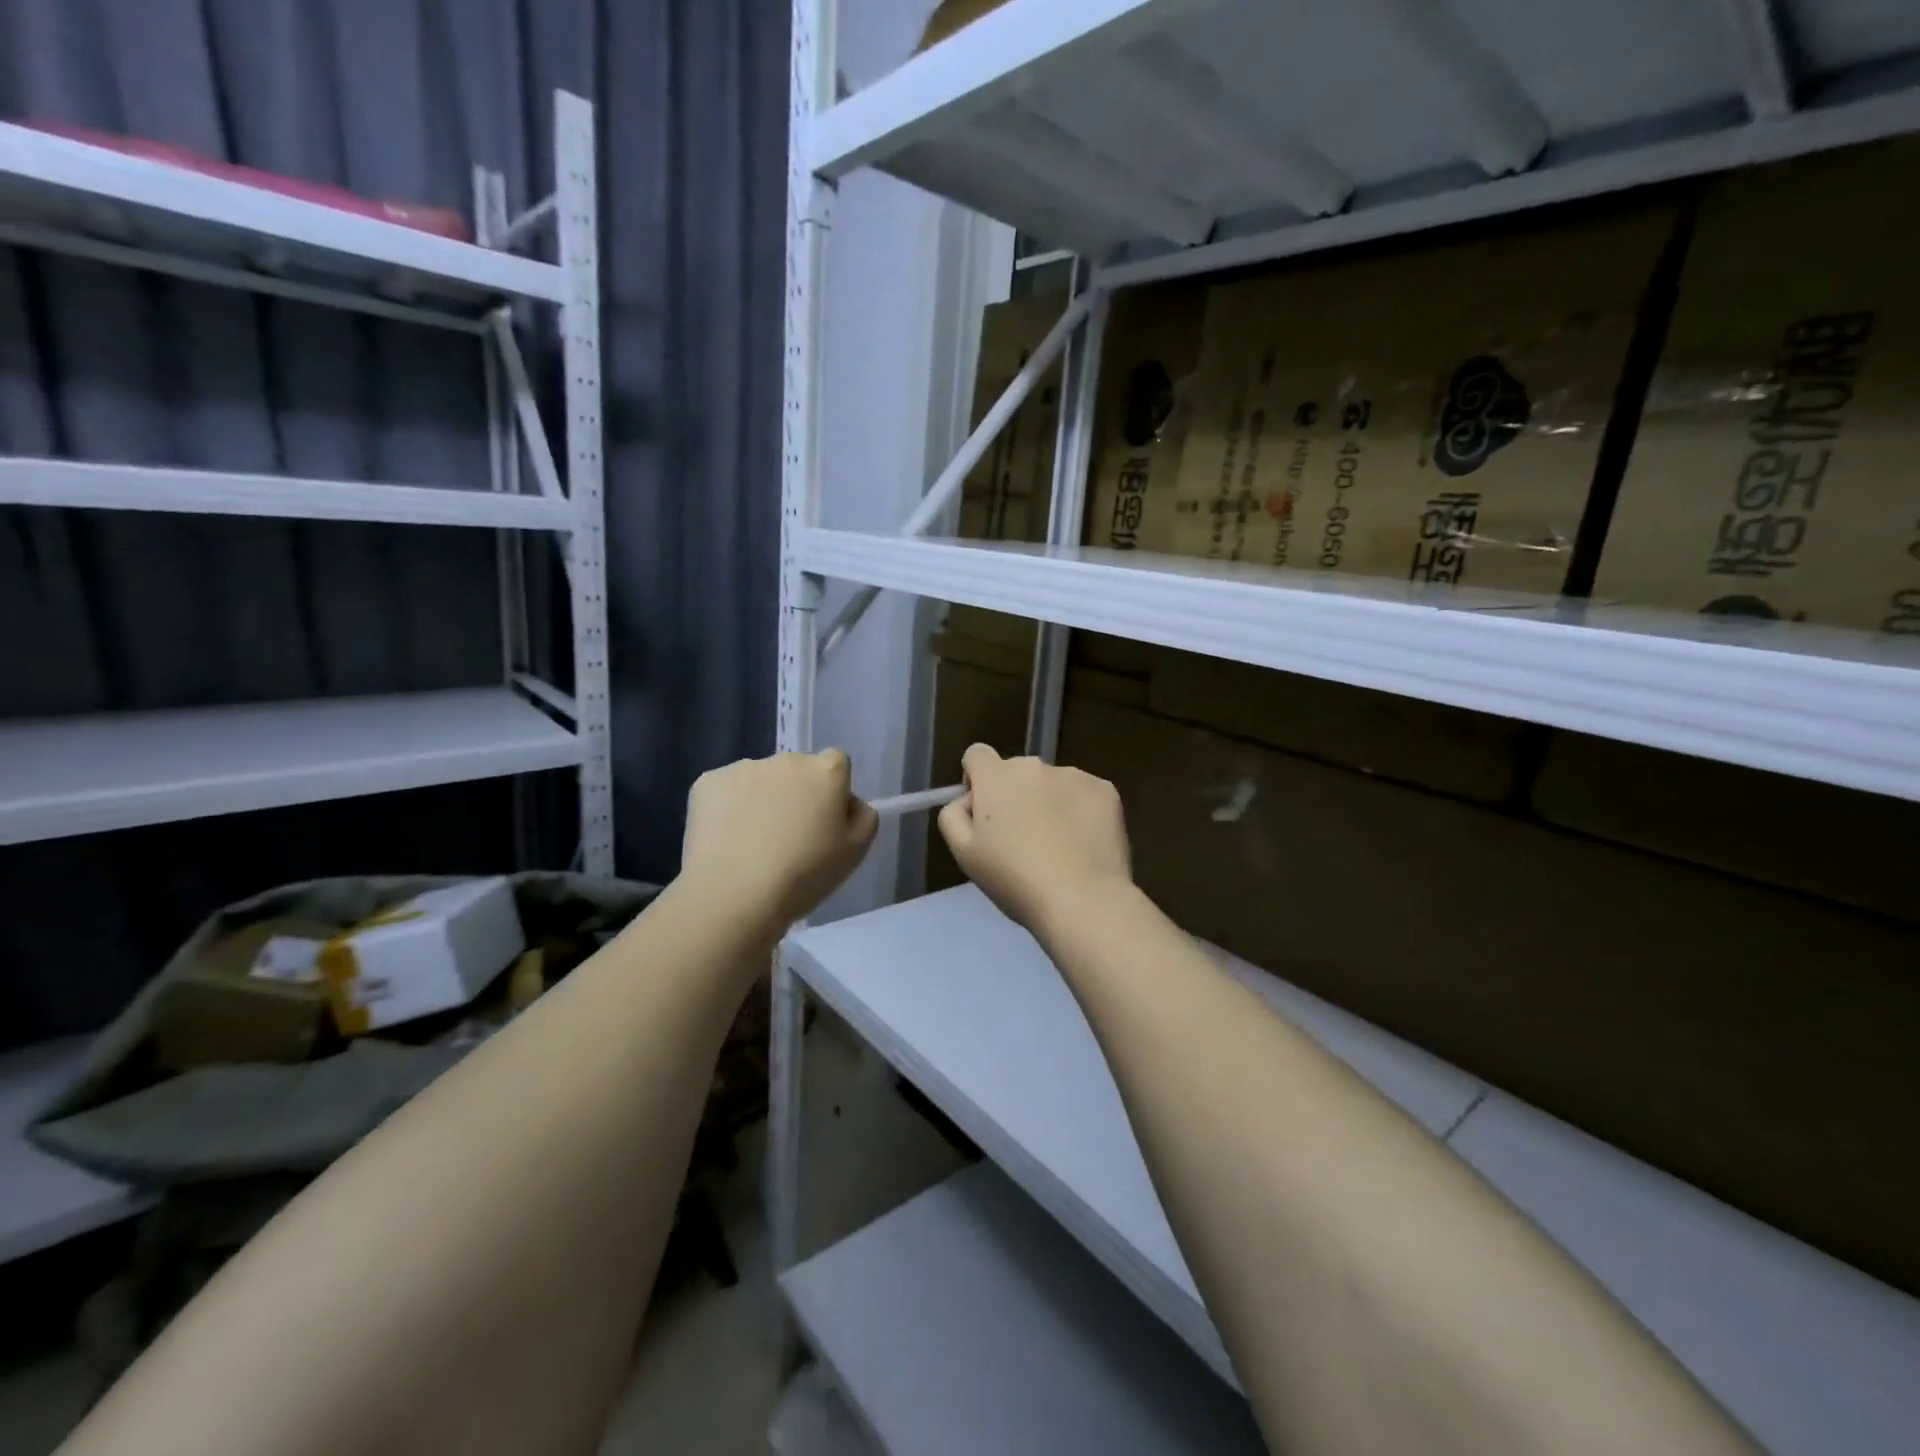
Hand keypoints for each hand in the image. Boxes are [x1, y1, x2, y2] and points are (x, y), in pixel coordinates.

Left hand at [681, 750, 878, 932]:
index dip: (833, 792)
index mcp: (826, 771)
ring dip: (762, 799)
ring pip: (760, 780)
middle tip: (789, 838)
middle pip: (797, 770)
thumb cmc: (805, 875)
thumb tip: (848, 802)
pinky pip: (726, 791)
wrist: (734, 895)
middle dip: (796, 794)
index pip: (837, 764)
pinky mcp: (707, 782)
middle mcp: (786, 759)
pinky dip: (728, 809)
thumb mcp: (856, 852)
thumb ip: (863, 816)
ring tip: (752, 844)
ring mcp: (743, 767)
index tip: (824, 823)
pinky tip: (727, 841)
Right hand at [937, 743, 1131, 934]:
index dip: (976, 780)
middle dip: (1014, 795)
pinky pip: (1084, 794)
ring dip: (1048, 802)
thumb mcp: (964, 854)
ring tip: (1058, 845)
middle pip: (1016, 771)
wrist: (1082, 899)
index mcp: (996, 776)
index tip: (984, 812)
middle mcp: (1034, 765)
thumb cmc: (1014, 879)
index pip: (976, 754)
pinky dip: (1080, 811)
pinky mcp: (1106, 790)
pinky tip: (1083, 843)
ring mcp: (1074, 775)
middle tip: (1022, 838)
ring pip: (1052, 783)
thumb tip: (966, 801)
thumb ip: (953, 816)